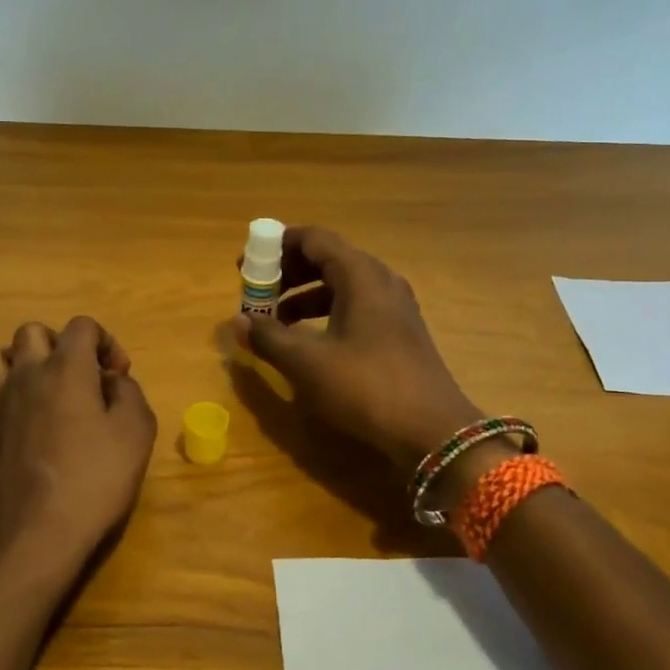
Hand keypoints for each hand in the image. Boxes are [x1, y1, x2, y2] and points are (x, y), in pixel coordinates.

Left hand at [0, 316, 156, 593]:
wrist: (39, 533)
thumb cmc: (96, 479)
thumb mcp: (137, 432)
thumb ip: (129, 392)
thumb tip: (112, 381)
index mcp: (67, 368)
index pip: (82, 326)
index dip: (105, 342)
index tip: (117, 376)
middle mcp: (24, 375)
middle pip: (31, 333)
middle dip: (57, 345)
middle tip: (77, 378)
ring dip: (10, 364)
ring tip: (31, 388)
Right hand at [235, 227, 482, 466]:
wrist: (433, 431)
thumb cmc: (366, 387)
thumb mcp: (307, 363)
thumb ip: (268, 337)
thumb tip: (237, 321)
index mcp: (360, 275)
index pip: (314, 238)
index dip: (276, 246)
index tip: (247, 265)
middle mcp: (380, 281)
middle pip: (327, 258)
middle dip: (287, 272)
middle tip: (257, 292)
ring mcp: (394, 306)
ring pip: (341, 284)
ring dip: (304, 295)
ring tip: (274, 320)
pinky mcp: (399, 331)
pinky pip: (355, 305)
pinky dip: (326, 313)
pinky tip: (308, 340)